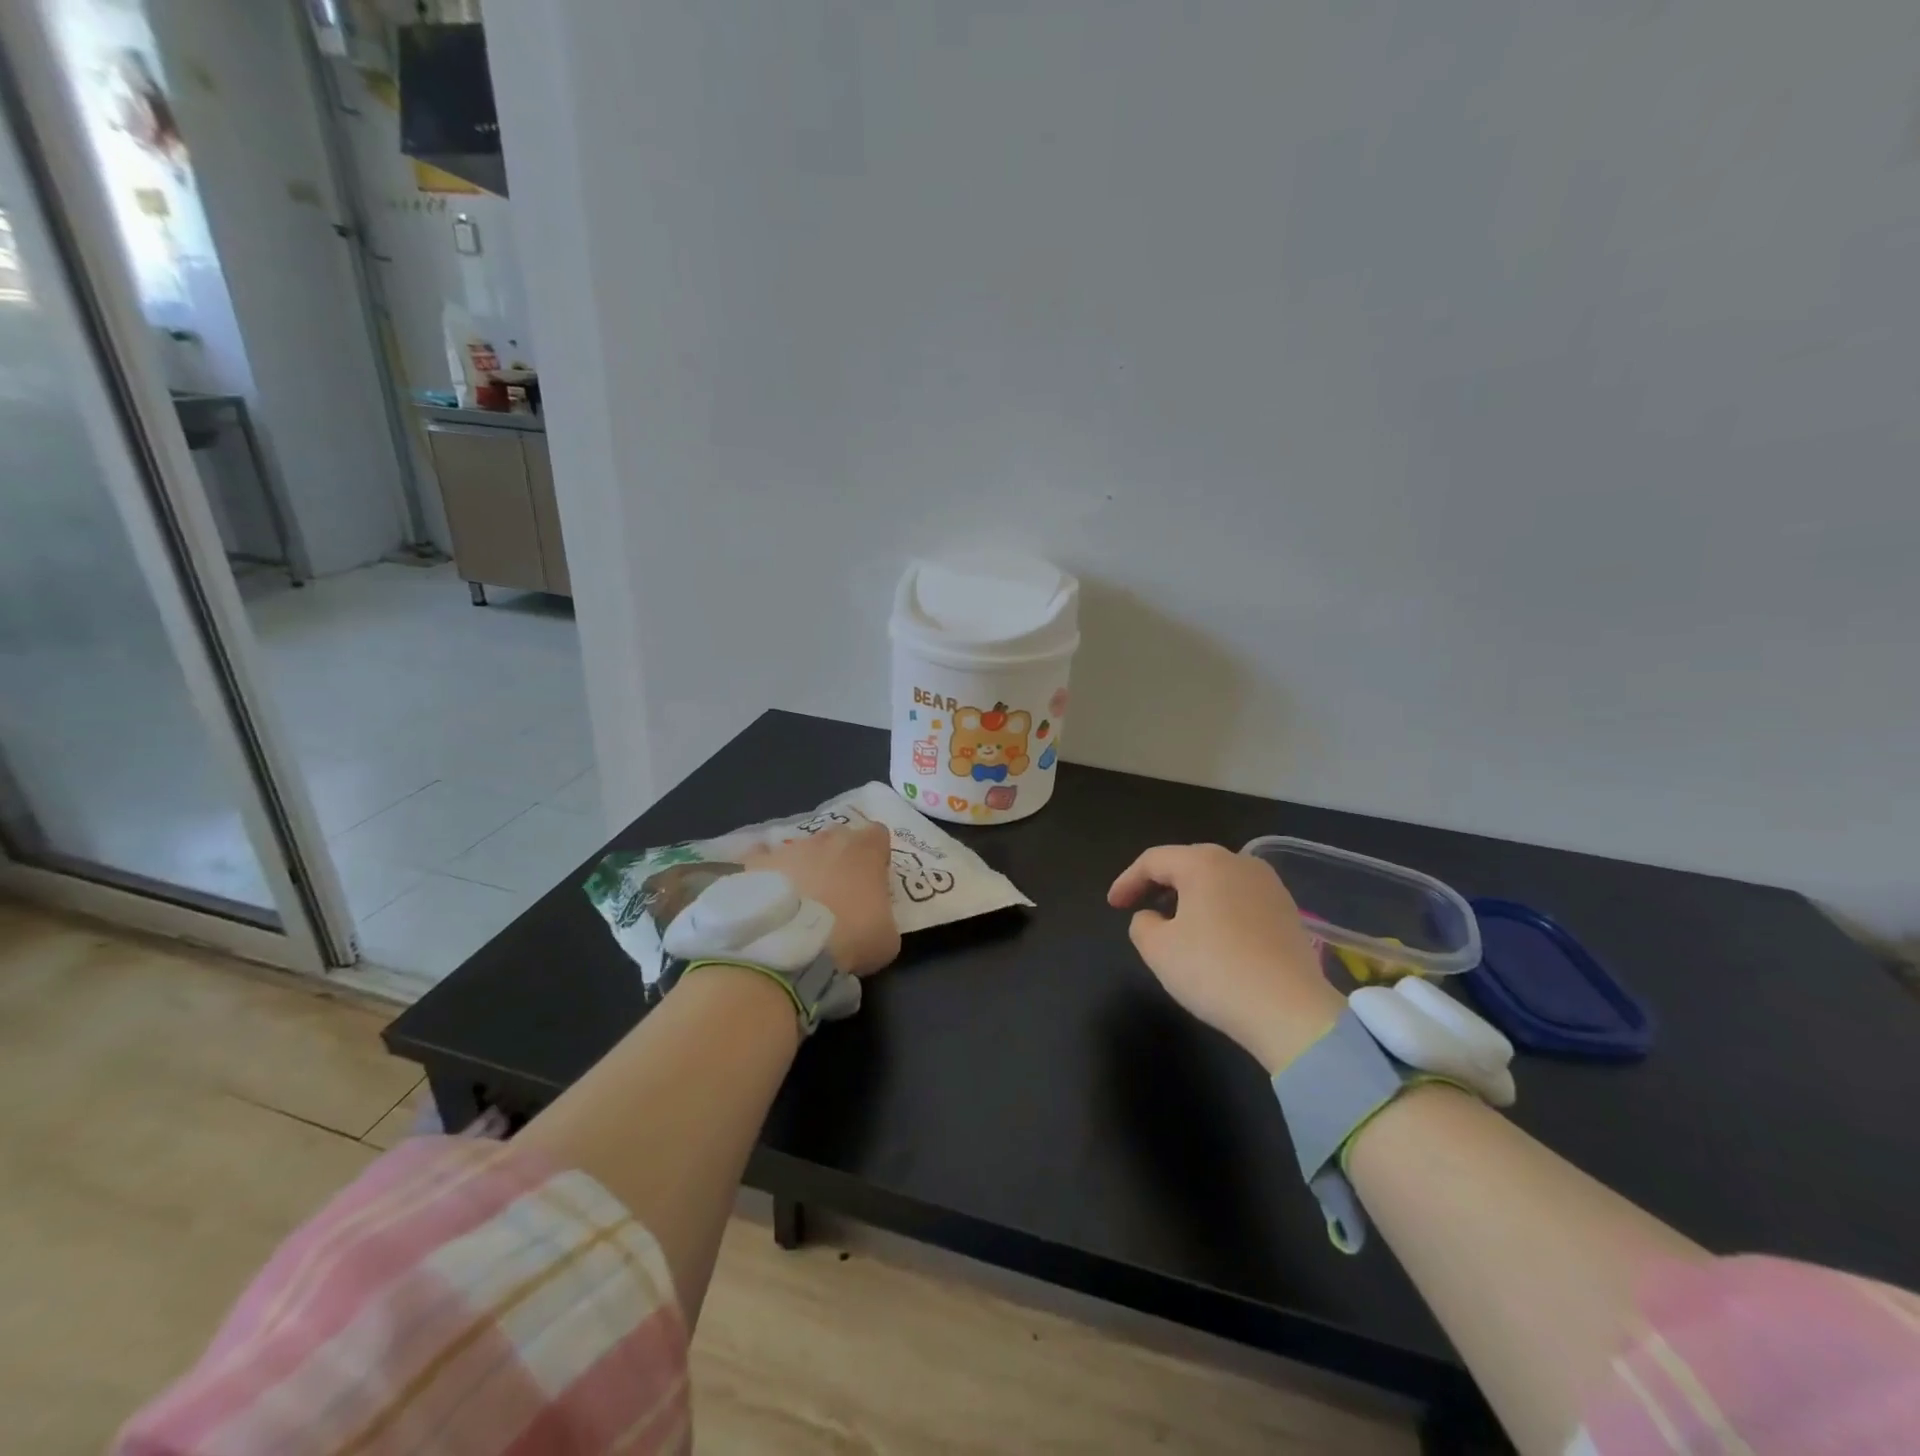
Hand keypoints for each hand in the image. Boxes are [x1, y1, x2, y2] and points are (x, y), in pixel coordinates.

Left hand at [743, 823, 900, 976]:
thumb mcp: (887, 938)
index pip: (877, 834)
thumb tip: (874, 920)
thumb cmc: (851, 938)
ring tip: (798, 899)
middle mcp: (828, 839)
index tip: (873, 878)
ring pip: (802, 848)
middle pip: (839, 837)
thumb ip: (884, 917)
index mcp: (866, 850)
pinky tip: (764, 891)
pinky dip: (766, 870)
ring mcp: (791, 848)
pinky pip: (762, 857)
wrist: (792, 948)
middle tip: (837, 891)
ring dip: (804, 866)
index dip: (876, 855)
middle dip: (839, 857)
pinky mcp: (758, 862)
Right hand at [1108, 843, 1344, 1073]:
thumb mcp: (1158, 949)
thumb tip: (1151, 918)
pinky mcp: (1288, 911)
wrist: (1290, 1011)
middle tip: (1139, 906)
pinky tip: (1213, 936)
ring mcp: (1269, 885)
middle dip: (1159, 883)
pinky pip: (1240, 899)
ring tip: (1174, 921)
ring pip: (1217, 880)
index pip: (1153, 861)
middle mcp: (1239, 862)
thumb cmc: (1214, 970)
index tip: (1112, 905)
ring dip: (1190, 896)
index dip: (1127, 881)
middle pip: (1188, 863)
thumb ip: (1142, 924)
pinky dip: (1218, 909)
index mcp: (1203, 863)